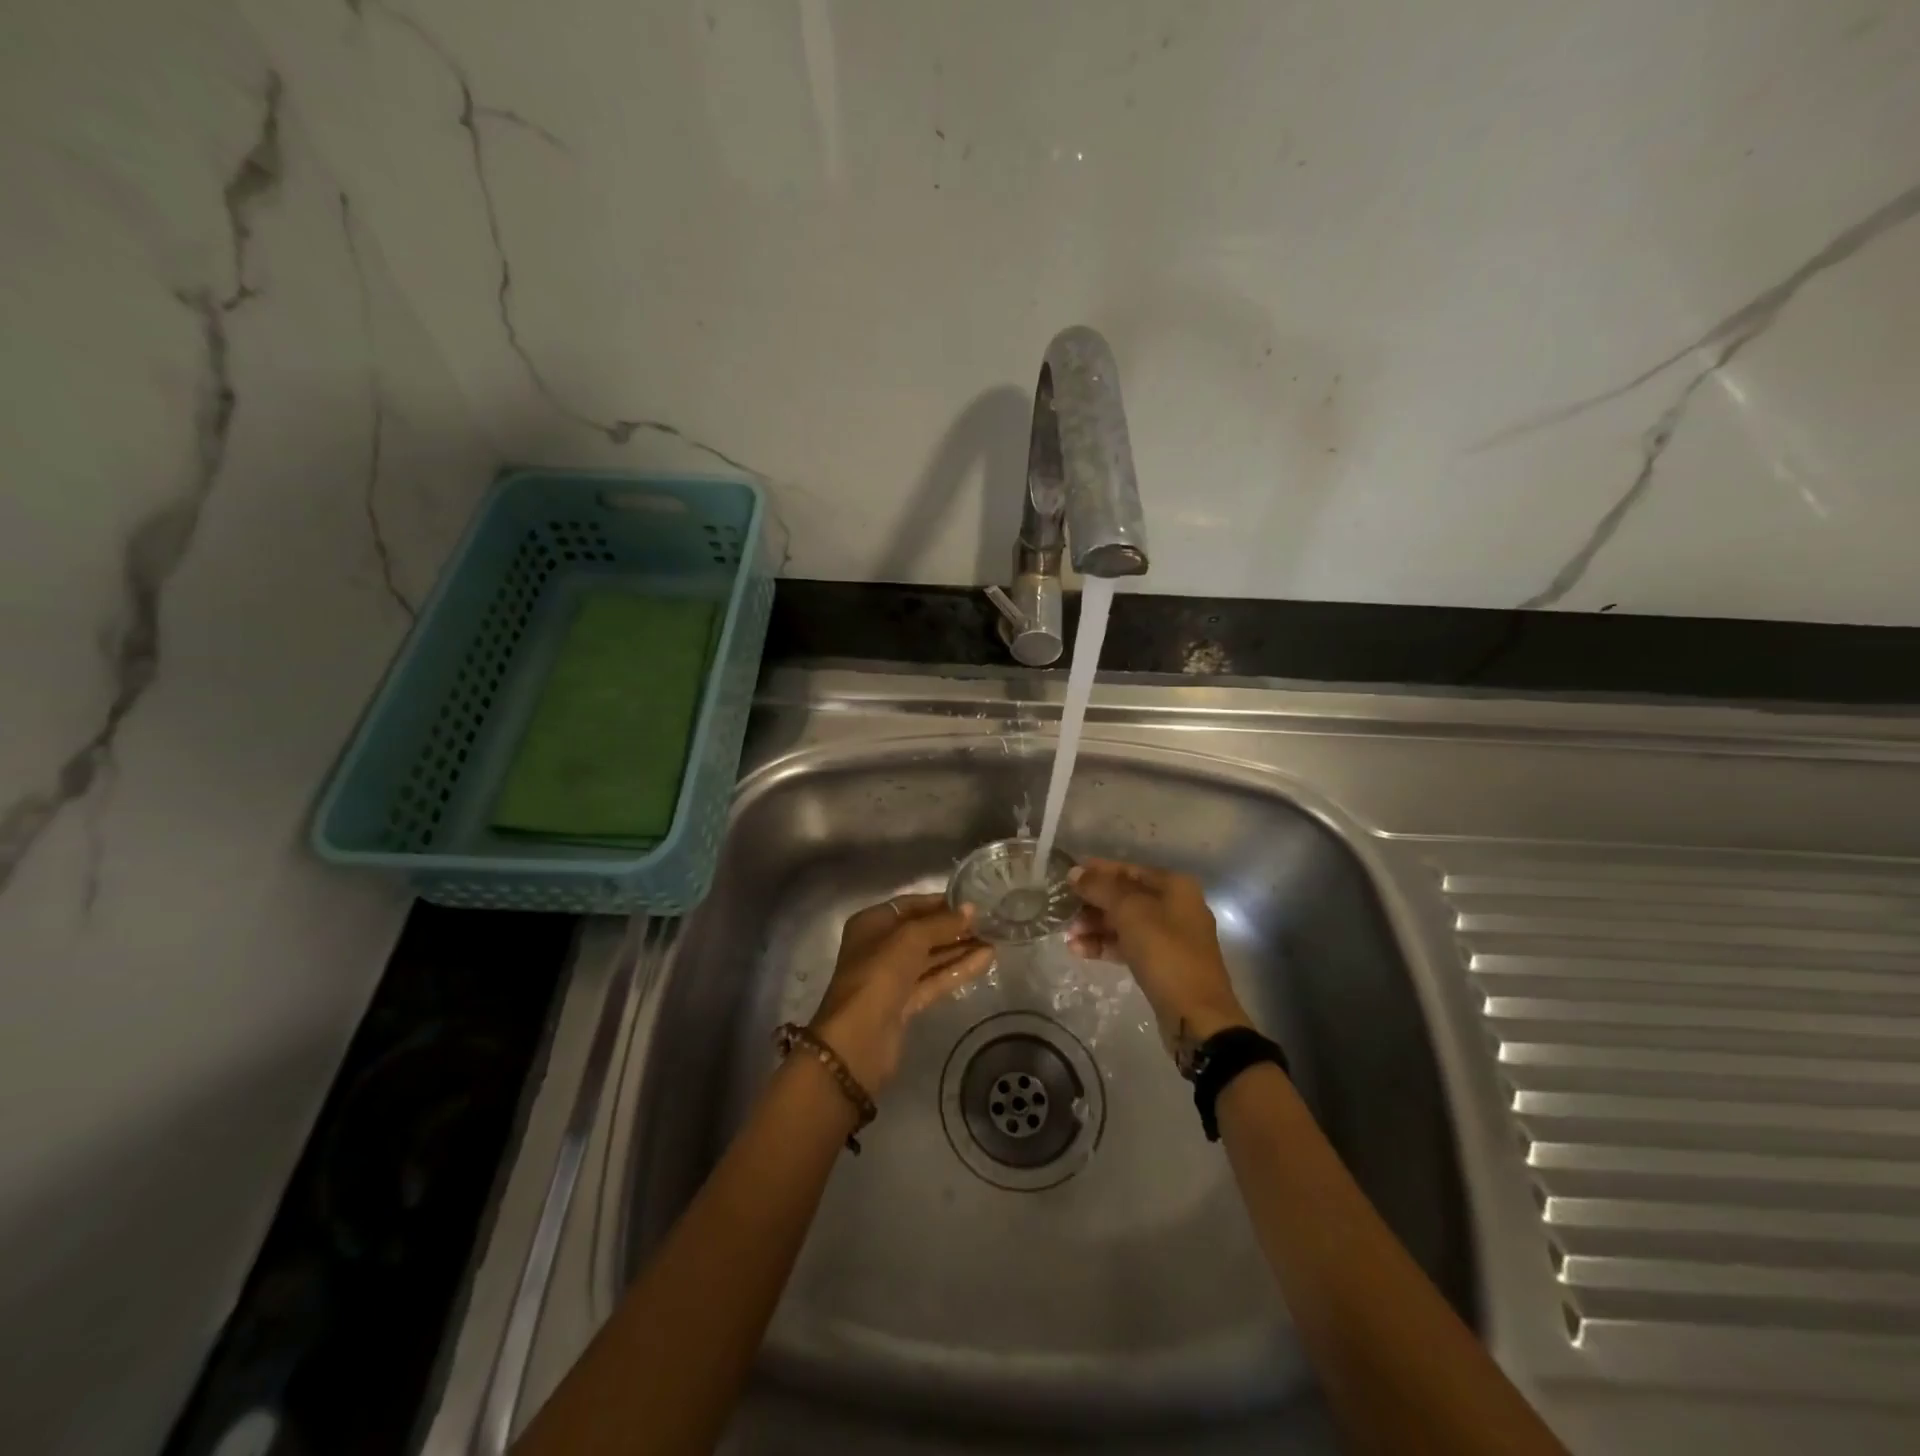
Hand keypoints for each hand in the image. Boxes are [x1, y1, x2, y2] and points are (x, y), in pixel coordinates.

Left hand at [809, 894, 994, 1093]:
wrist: (859, 1039)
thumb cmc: (879, 974)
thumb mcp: (911, 938)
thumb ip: (942, 923)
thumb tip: (971, 909)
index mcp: (872, 924)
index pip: (911, 905)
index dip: (941, 903)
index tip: (972, 902)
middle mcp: (880, 947)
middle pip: (923, 932)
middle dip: (954, 928)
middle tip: (990, 922)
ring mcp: (893, 977)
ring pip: (931, 957)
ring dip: (960, 949)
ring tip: (995, 939)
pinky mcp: (906, 1002)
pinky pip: (935, 979)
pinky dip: (958, 970)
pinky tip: (986, 960)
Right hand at [1067, 858, 1251, 1052]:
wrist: (1196, 1015)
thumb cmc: (1165, 953)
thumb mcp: (1130, 912)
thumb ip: (1101, 888)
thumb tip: (1075, 872)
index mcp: (1175, 886)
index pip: (1128, 869)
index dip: (1097, 871)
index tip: (1067, 876)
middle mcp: (1175, 906)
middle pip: (1125, 896)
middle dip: (1093, 903)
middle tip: (1063, 910)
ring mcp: (1170, 937)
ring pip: (1125, 923)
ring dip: (1095, 926)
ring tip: (1068, 935)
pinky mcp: (1162, 963)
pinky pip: (1128, 945)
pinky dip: (1105, 945)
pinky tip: (1079, 951)